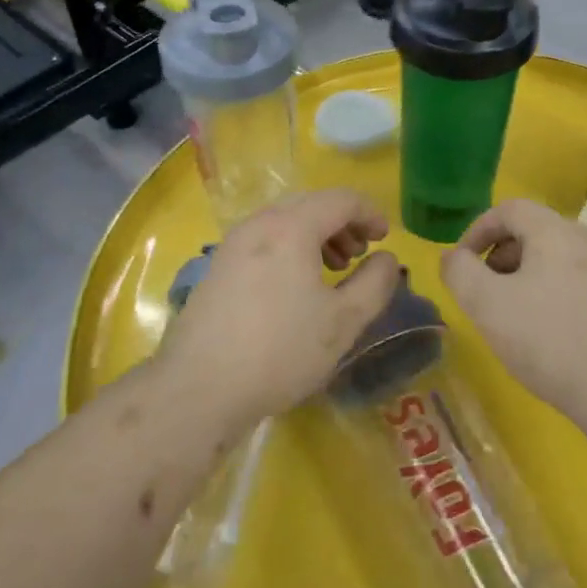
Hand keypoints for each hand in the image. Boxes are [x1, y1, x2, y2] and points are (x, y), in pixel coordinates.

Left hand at [159, 189, 399, 422]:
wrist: (199, 388)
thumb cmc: (280, 351)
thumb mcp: (343, 322)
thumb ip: (375, 284)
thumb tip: (387, 258)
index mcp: (291, 227)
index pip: (340, 199)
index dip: (370, 213)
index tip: (385, 239)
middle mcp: (258, 224)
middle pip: (310, 204)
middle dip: (342, 223)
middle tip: (359, 256)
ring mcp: (231, 245)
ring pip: (283, 222)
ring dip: (315, 236)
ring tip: (332, 271)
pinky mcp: (216, 269)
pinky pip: (262, 241)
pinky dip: (289, 249)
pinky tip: (294, 288)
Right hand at [440, 197, 586, 417]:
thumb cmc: (550, 340)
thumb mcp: (487, 305)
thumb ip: (460, 273)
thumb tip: (453, 257)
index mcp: (556, 232)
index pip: (509, 209)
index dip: (477, 229)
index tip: (462, 263)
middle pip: (536, 232)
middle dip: (502, 256)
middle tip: (485, 292)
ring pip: (560, 259)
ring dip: (528, 277)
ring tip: (515, 316)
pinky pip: (582, 283)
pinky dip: (557, 294)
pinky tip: (552, 334)